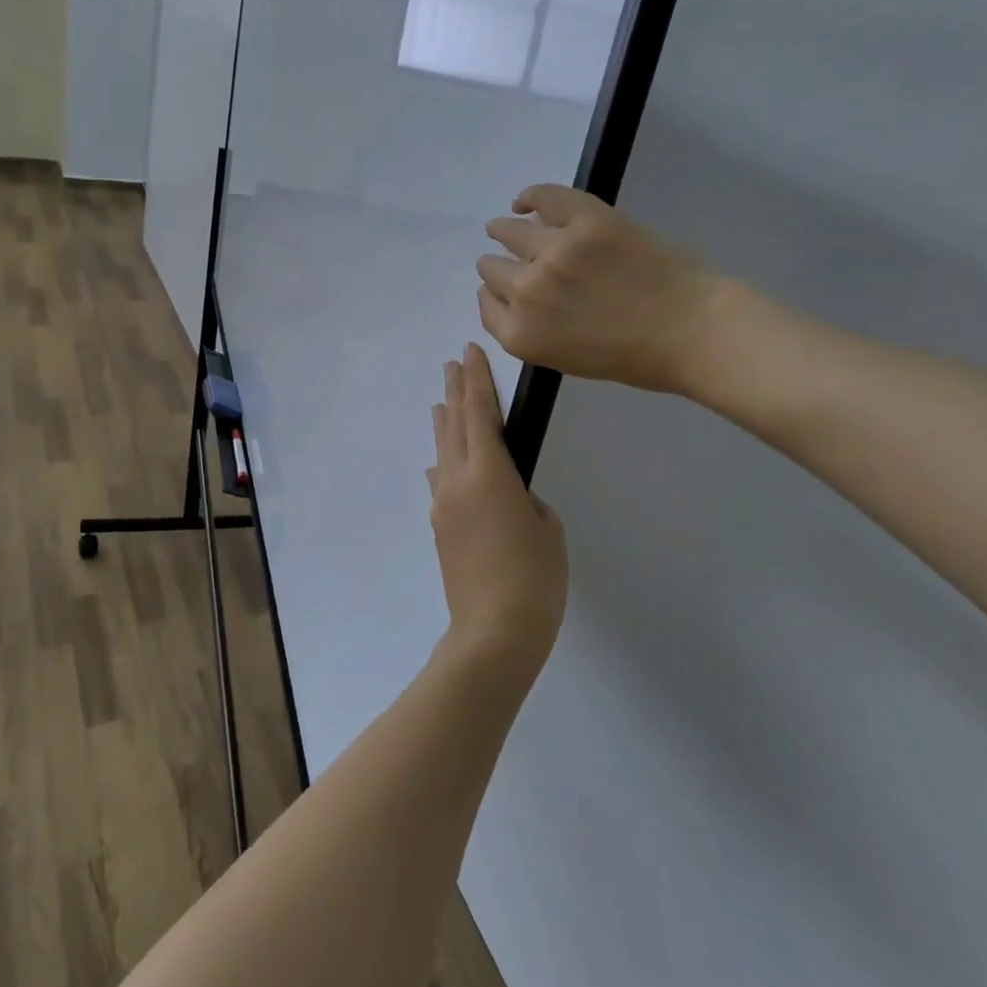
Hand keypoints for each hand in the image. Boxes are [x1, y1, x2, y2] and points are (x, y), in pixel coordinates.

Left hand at [427, 344, 567, 672]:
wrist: (492, 633)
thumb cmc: (533, 578)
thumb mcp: (547, 528)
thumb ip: (525, 499)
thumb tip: (504, 495)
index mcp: (488, 472)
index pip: (480, 412)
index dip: (477, 379)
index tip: (471, 352)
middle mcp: (457, 480)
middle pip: (453, 424)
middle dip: (455, 391)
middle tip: (454, 364)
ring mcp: (443, 504)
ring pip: (442, 451)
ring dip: (444, 423)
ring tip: (441, 401)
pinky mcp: (439, 528)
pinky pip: (440, 482)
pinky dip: (443, 462)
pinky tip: (439, 464)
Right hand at [478, 184, 722, 394]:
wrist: (691, 330)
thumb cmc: (633, 357)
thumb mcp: (565, 359)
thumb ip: (532, 329)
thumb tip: (517, 297)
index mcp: (520, 334)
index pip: (486, 304)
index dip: (496, 295)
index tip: (507, 289)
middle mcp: (526, 291)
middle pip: (491, 268)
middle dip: (500, 266)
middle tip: (513, 261)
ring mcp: (553, 251)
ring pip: (509, 232)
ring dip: (504, 231)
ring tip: (505, 226)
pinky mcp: (583, 219)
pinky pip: (543, 198)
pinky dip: (530, 198)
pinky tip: (525, 202)